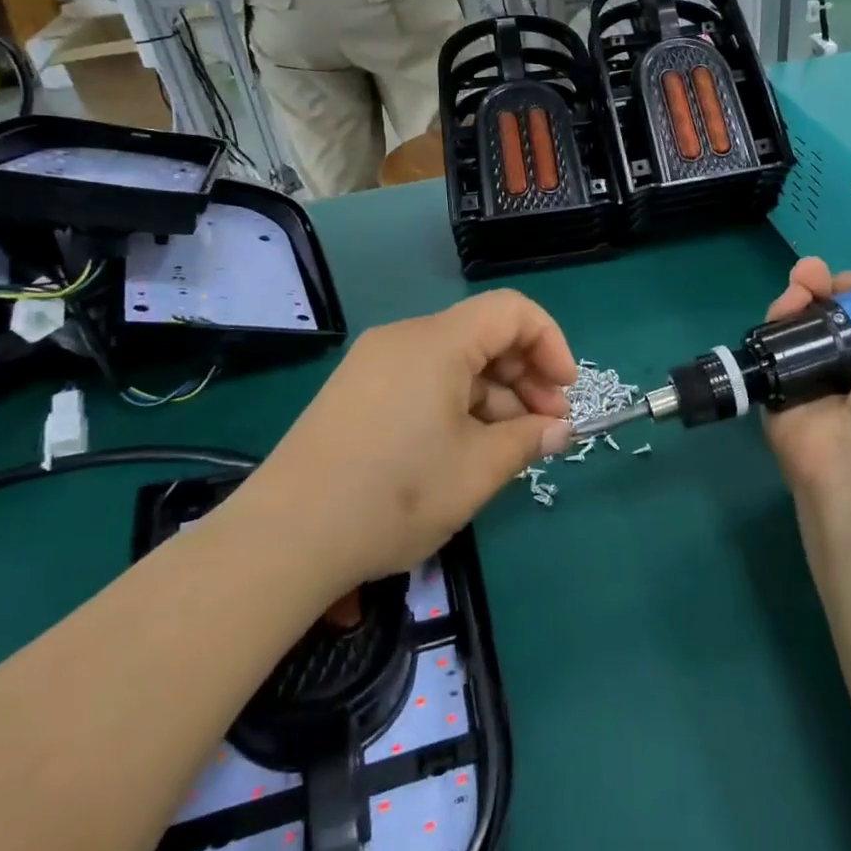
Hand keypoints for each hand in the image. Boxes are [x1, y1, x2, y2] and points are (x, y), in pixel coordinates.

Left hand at [231, 291, 576, 590]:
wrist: (285, 538)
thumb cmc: (396, 495)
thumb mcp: (477, 470)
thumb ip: (528, 440)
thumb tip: (558, 430)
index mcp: (437, 342)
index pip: (512, 311)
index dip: (550, 343)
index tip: (565, 393)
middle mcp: (405, 339)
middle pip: (484, 336)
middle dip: (525, 378)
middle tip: (544, 430)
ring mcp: (375, 365)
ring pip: (454, 363)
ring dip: (492, 398)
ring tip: (508, 451)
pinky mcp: (356, 393)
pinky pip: (423, 382)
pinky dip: (456, 406)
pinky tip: (465, 451)